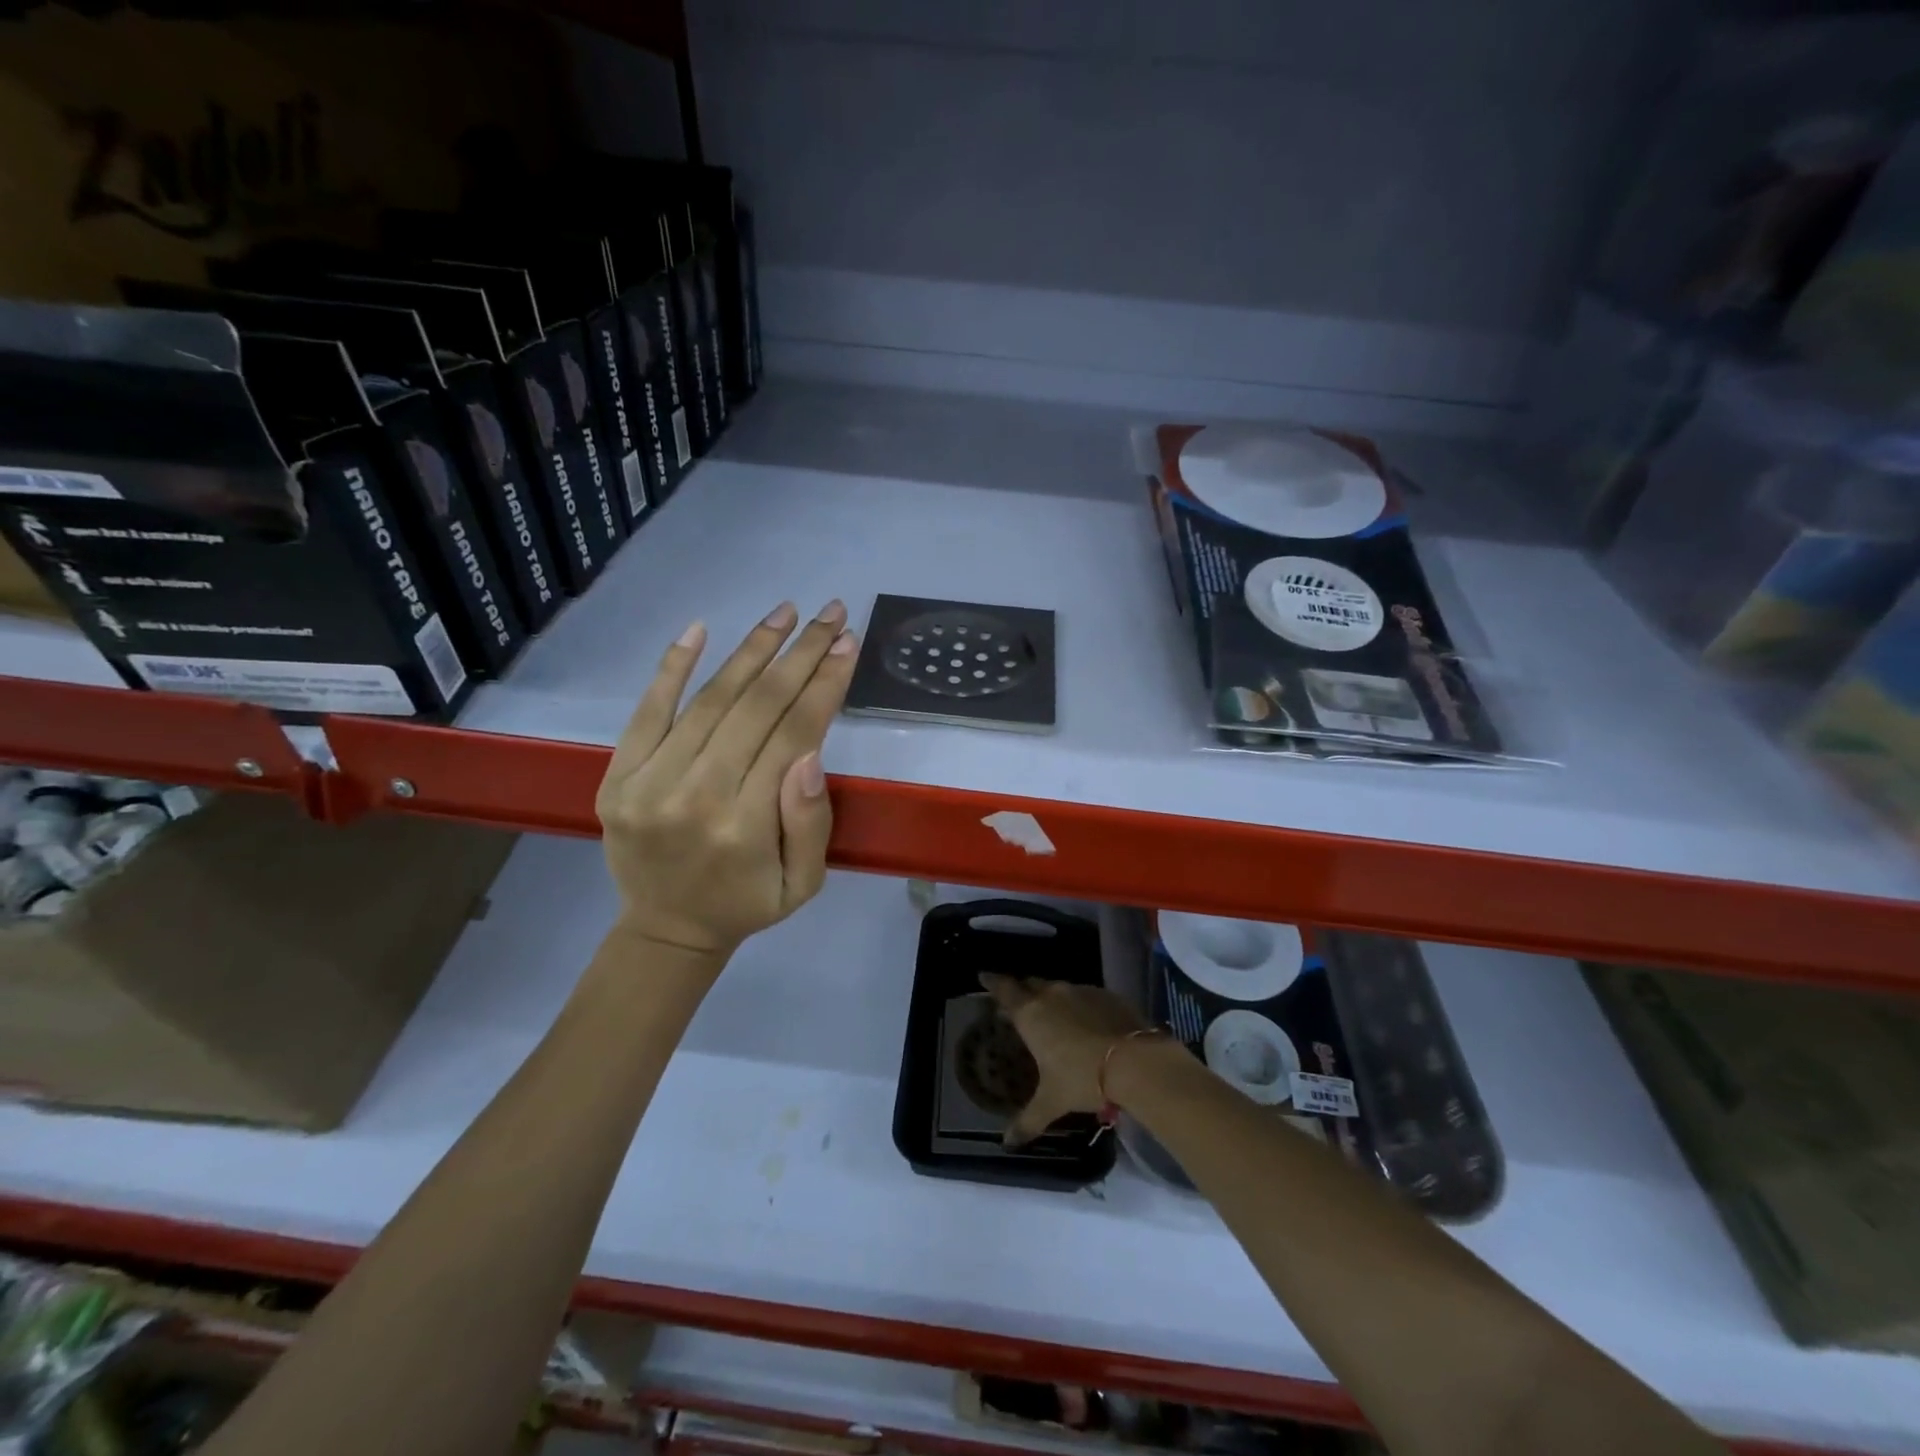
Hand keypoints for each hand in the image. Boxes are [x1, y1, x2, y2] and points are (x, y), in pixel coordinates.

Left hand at [596, 602, 857, 959]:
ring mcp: (648, 782)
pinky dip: (673, 666)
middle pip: (756, 706)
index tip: (848, 644)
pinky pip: (647, 710)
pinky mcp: (617, 775)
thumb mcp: (803, 883)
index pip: (792, 735)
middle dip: (800, 653)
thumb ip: (811, 823)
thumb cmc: (747, 903)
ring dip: (752, 649)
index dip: (824, 685)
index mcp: (745, 826)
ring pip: (710, 699)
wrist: (666, 929)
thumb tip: (808, 755)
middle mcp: (694, 796)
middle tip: (831, 612)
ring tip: (786, 612)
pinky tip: (700, 628)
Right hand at [979, 974, 1152, 1145]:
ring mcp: (1082, 991)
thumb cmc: (1081, 1078)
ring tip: (1052, 1015)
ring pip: (1059, 988)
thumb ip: (1028, 1120)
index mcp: (1031, 1014)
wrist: (1134, 1062)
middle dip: (1023, 991)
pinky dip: (1079, 1005)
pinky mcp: (1107, 995)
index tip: (984, 975)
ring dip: (1052, 999)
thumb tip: (1007, 1143)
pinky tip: (1086, 1023)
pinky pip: (1085, 995)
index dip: (993, 982)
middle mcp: (1052, 994)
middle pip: (1031, 984)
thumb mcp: (1052, 1102)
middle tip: (1018, 1004)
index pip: (1004, 989)